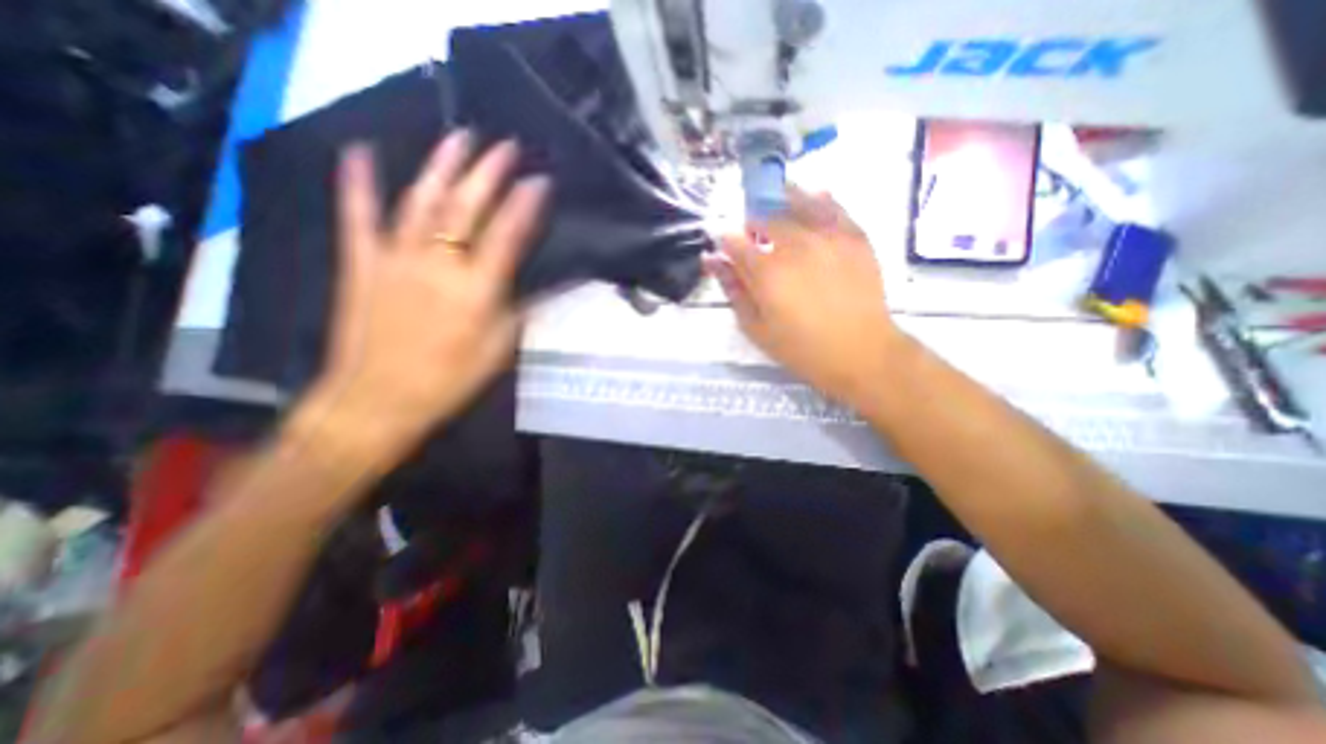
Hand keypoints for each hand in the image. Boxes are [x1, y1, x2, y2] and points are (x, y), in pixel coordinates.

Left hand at [298, 130, 547, 459]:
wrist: (378, 399)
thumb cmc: (450, 379)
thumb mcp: (500, 348)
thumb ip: (526, 310)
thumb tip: (557, 285)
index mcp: (476, 290)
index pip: (507, 235)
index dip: (525, 205)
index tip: (540, 180)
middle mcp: (438, 265)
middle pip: (465, 208)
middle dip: (488, 172)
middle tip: (505, 145)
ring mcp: (395, 259)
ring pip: (420, 202)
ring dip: (441, 166)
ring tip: (459, 137)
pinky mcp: (361, 262)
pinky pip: (357, 216)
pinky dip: (357, 182)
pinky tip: (360, 151)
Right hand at [710, 187, 907, 407]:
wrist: (860, 351)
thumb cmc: (801, 347)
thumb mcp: (756, 327)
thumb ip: (733, 290)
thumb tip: (711, 260)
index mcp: (766, 271)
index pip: (735, 242)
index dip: (726, 241)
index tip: (726, 247)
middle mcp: (795, 245)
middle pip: (765, 218)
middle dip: (753, 225)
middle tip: (754, 237)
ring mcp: (828, 237)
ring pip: (798, 203)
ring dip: (781, 202)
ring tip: (778, 208)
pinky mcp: (854, 236)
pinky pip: (834, 207)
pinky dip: (818, 199)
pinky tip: (812, 198)